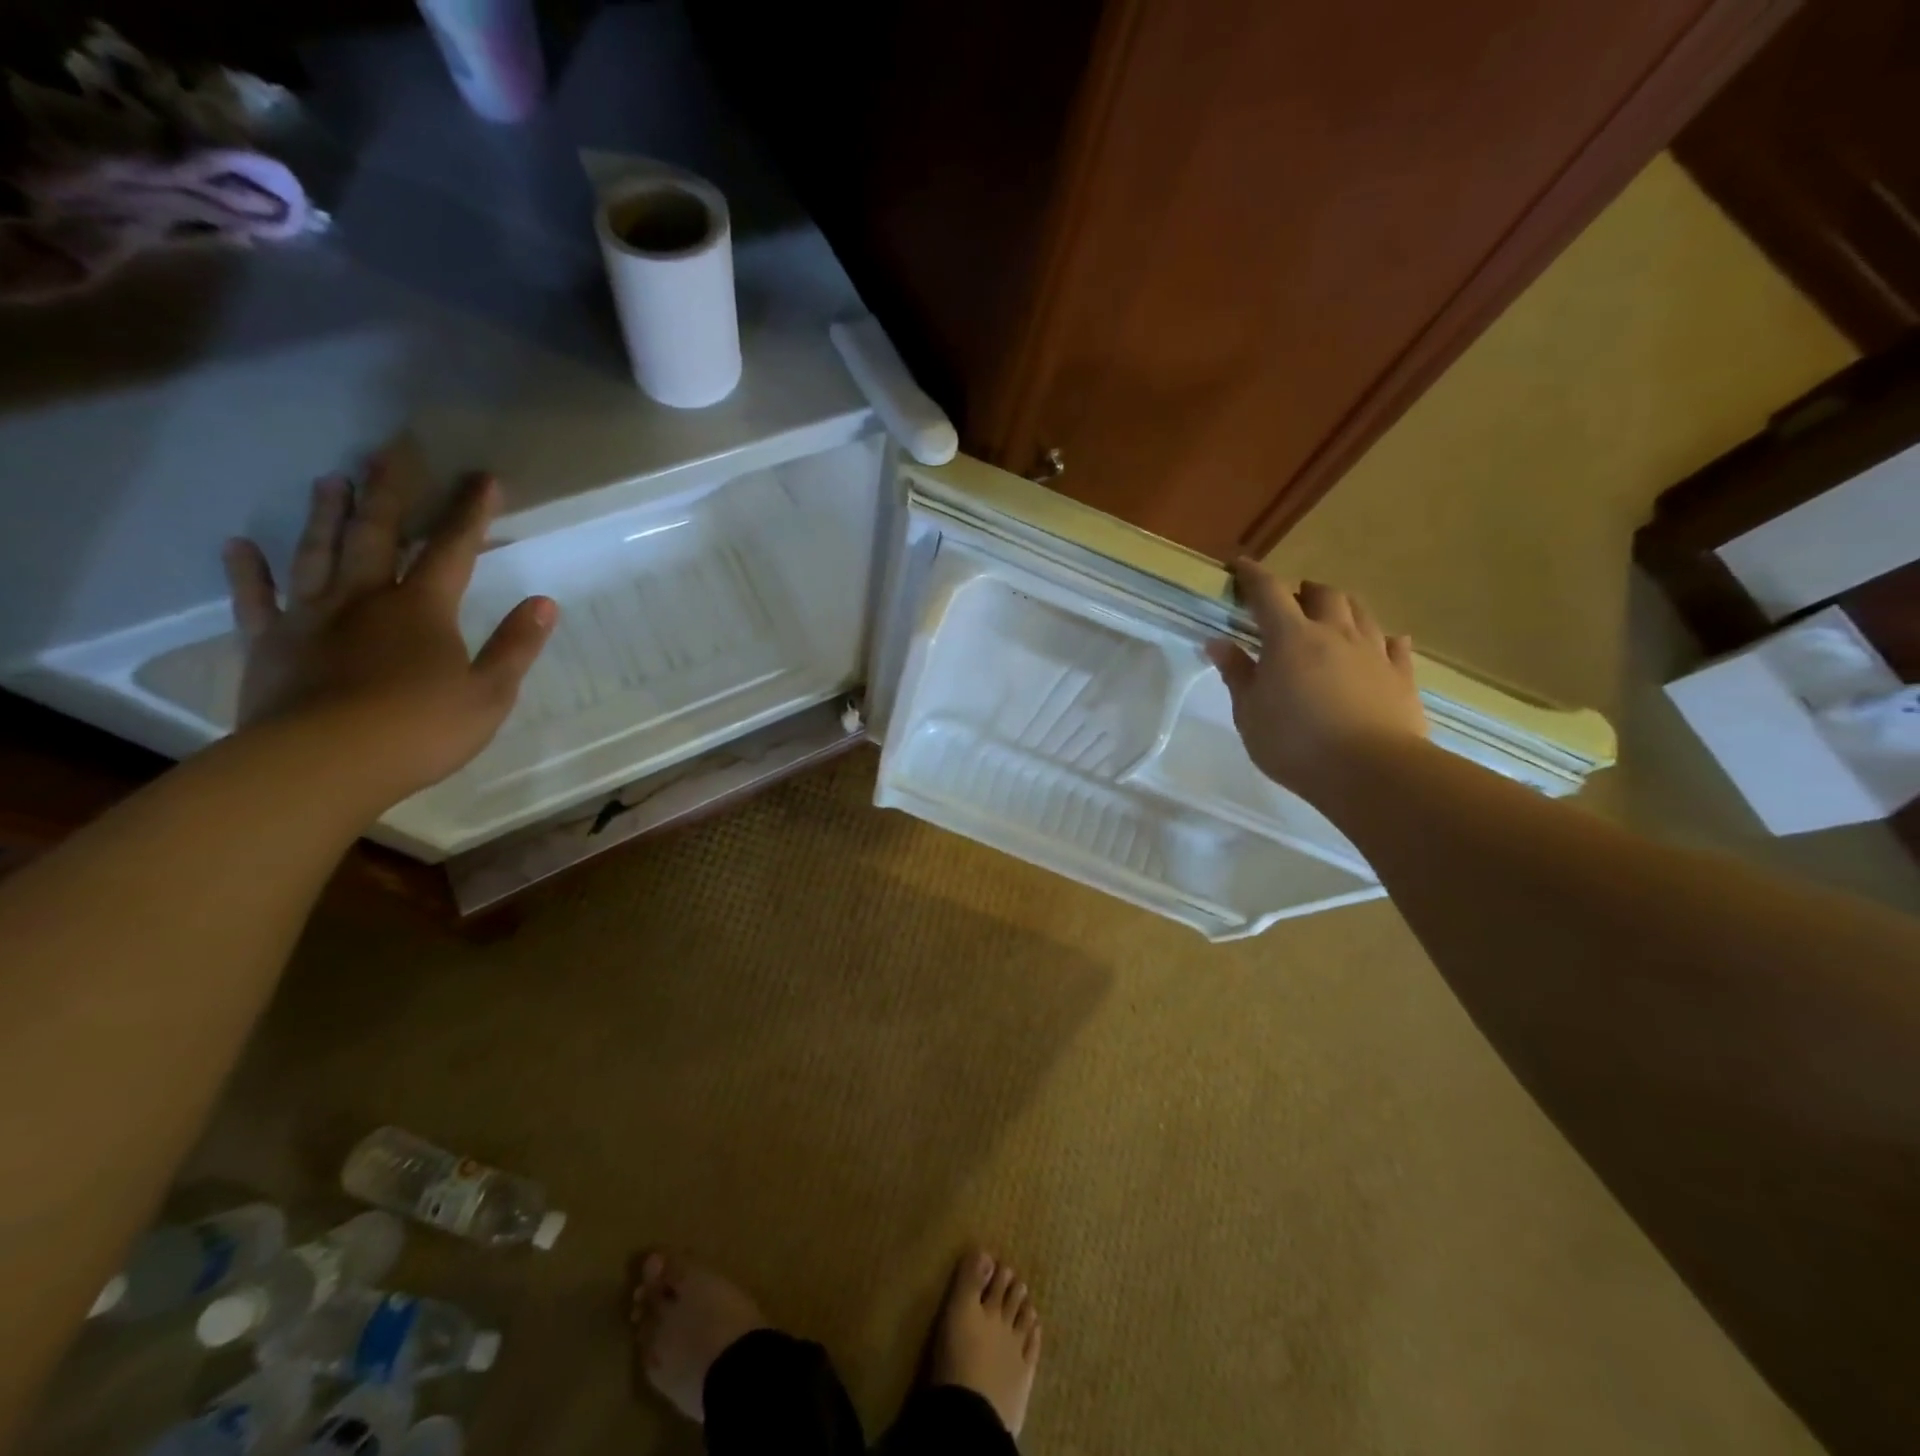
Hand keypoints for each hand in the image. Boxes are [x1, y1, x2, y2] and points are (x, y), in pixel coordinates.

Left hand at [221, 453, 558, 807]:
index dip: (471, 513)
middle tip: (388, 452)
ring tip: (330, 480)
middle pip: (377, 536)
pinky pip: (256, 599)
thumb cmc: (420, 730)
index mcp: (422, 610)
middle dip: (388, 493)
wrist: (323, 764)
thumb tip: (544, 603)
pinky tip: (240, 546)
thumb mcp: (489, 694)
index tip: (483, 478)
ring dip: (326, 515)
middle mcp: (366, 598)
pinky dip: (247, 571)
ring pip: (318, 553)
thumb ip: (516, 646)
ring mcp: (312, 617)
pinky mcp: (269, 642)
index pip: (453, 550)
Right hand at [1206, 560, 1427, 796]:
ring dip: (1341, 608)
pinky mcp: (1402, 675)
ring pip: (1360, 612)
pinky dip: (1381, 639)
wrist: (1371, 771)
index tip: (1240, 565)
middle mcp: (1335, 633)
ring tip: (1330, 620)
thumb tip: (1217, 642)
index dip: (1252, 575)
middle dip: (1303, 592)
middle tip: (1290, 604)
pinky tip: (1380, 646)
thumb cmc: (1295, 743)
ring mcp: (1374, 652)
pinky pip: (1394, 644)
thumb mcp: (1249, 713)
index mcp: (1290, 638)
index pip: (1268, 592)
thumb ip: (1237, 674)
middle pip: (1323, 593)